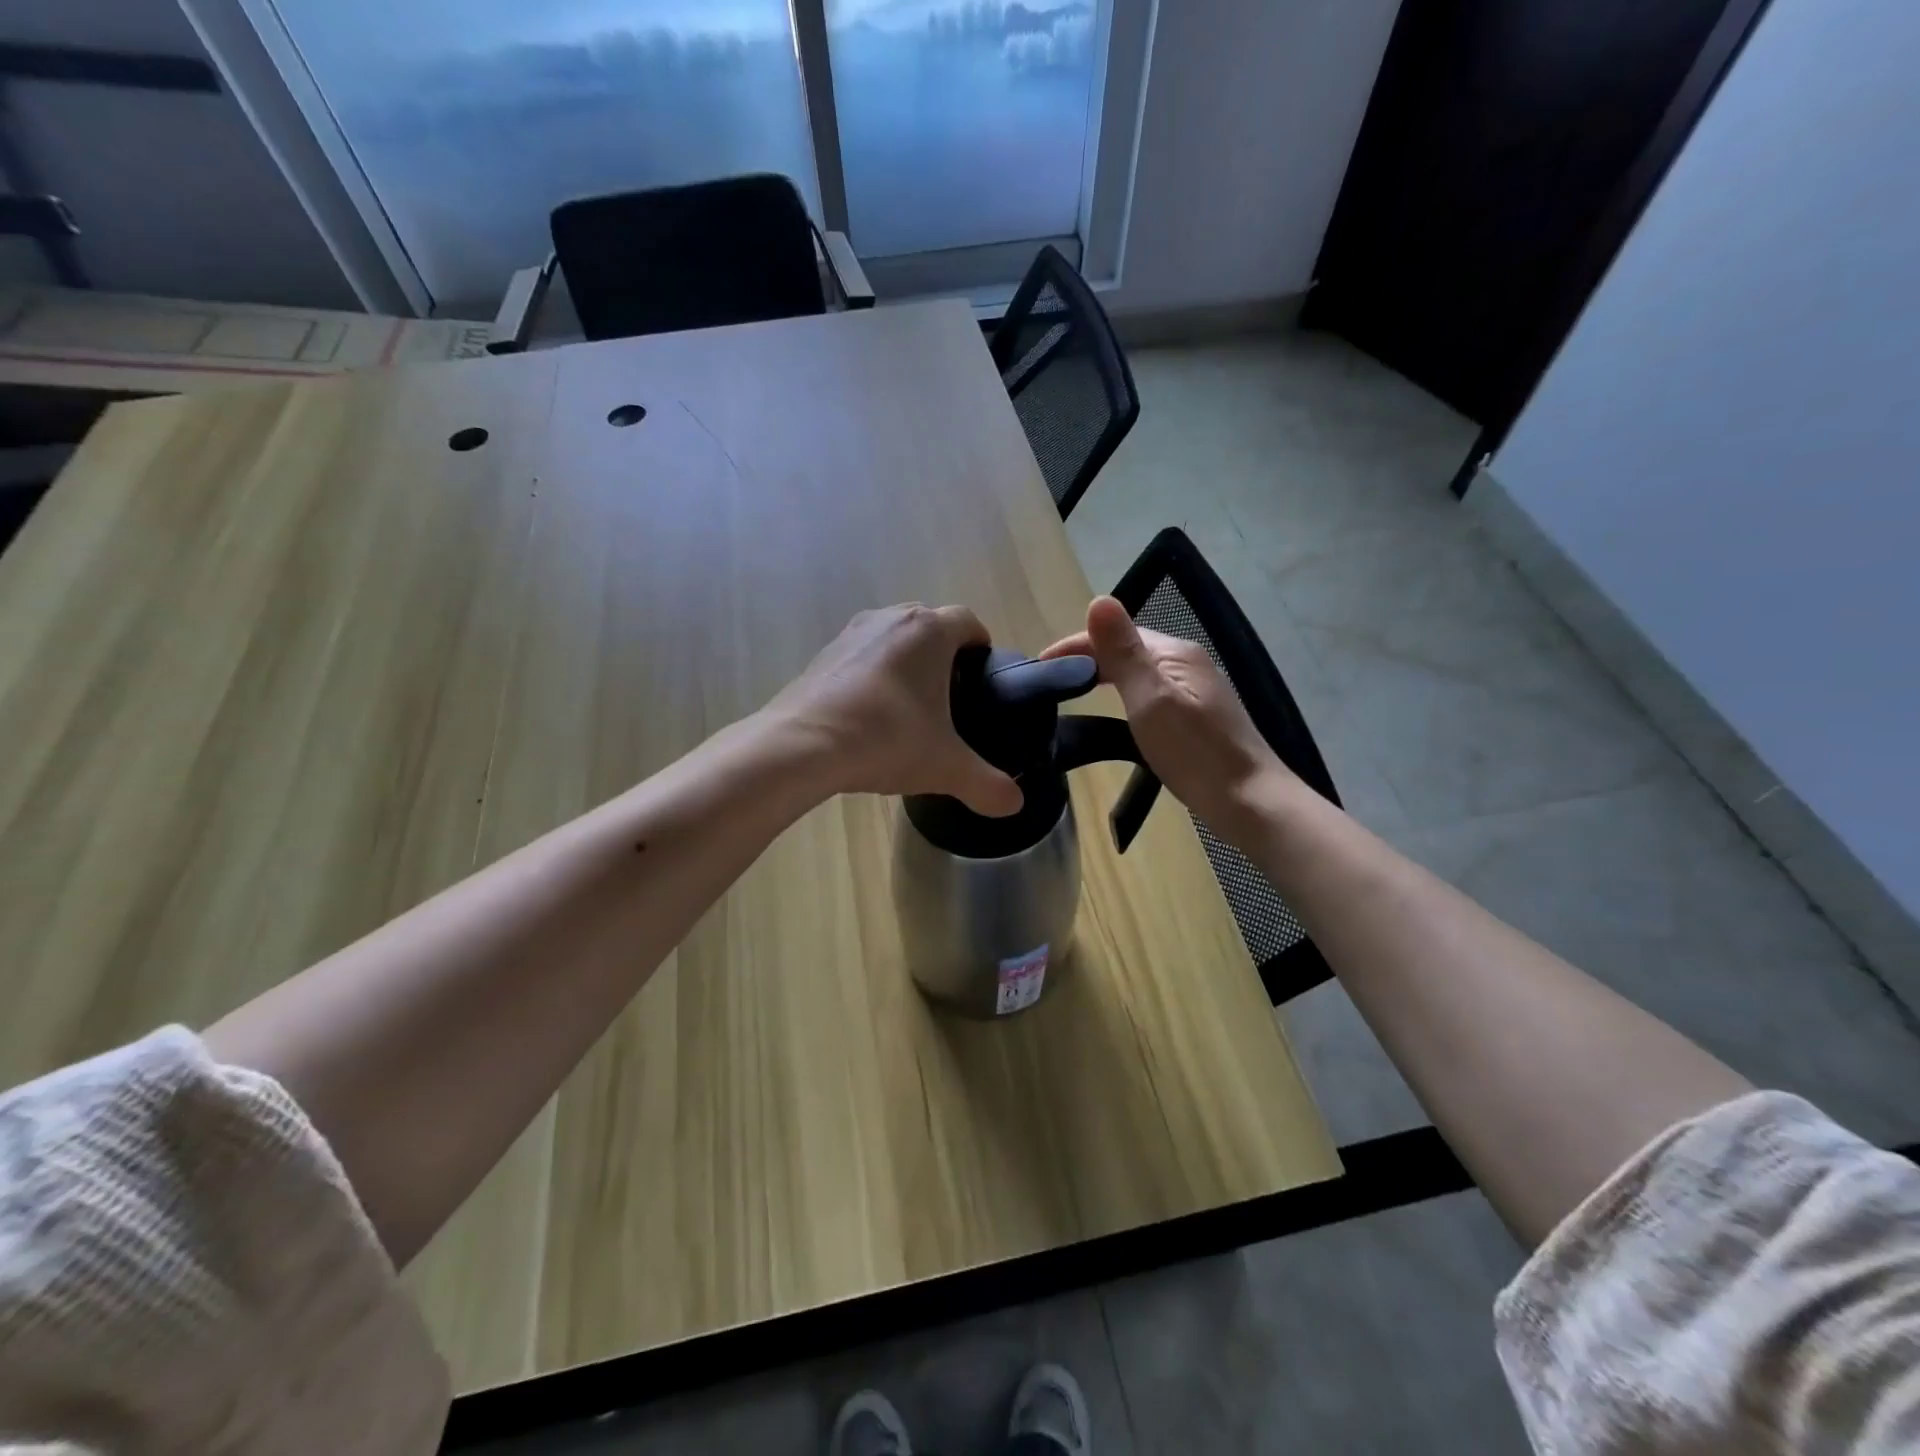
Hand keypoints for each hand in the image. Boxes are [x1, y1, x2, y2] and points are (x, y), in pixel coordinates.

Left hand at [768, 604, 1023, 816]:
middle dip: (943, 654)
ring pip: (892, 638)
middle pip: (930, 625)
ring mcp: (851, 633)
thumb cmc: (887, 739)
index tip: (983, 676)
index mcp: (929, 631)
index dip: (981, 646)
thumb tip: (1015, 805)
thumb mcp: (945, 767)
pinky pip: (860, 656)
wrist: (803, 745)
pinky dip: (871, 676)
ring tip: (909, 707)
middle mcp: (891, 619)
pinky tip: (869, 715)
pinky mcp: (823, 655)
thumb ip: (986, 785)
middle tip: (950, 696)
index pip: (969, 621)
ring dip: (905, 662)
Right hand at [1040, 597, 1291, 844]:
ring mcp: (1194, 689)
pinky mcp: (1196, 715)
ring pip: (1138, 671)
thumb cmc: (1194, 752)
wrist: (1249, 801)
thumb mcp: (1150, 699)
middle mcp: (1186, 662)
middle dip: (1086, 658)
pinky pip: (1148, 691)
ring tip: (1070, 694)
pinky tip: (1112, 714)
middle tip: (1047, 682)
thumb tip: (1098, 599)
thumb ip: (1123, 652)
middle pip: (1127, 648)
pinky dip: (1122, 694)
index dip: (1073, 644)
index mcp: (1174, 653)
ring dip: (1103, 675)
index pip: (1114, 632)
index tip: (1037, 666)